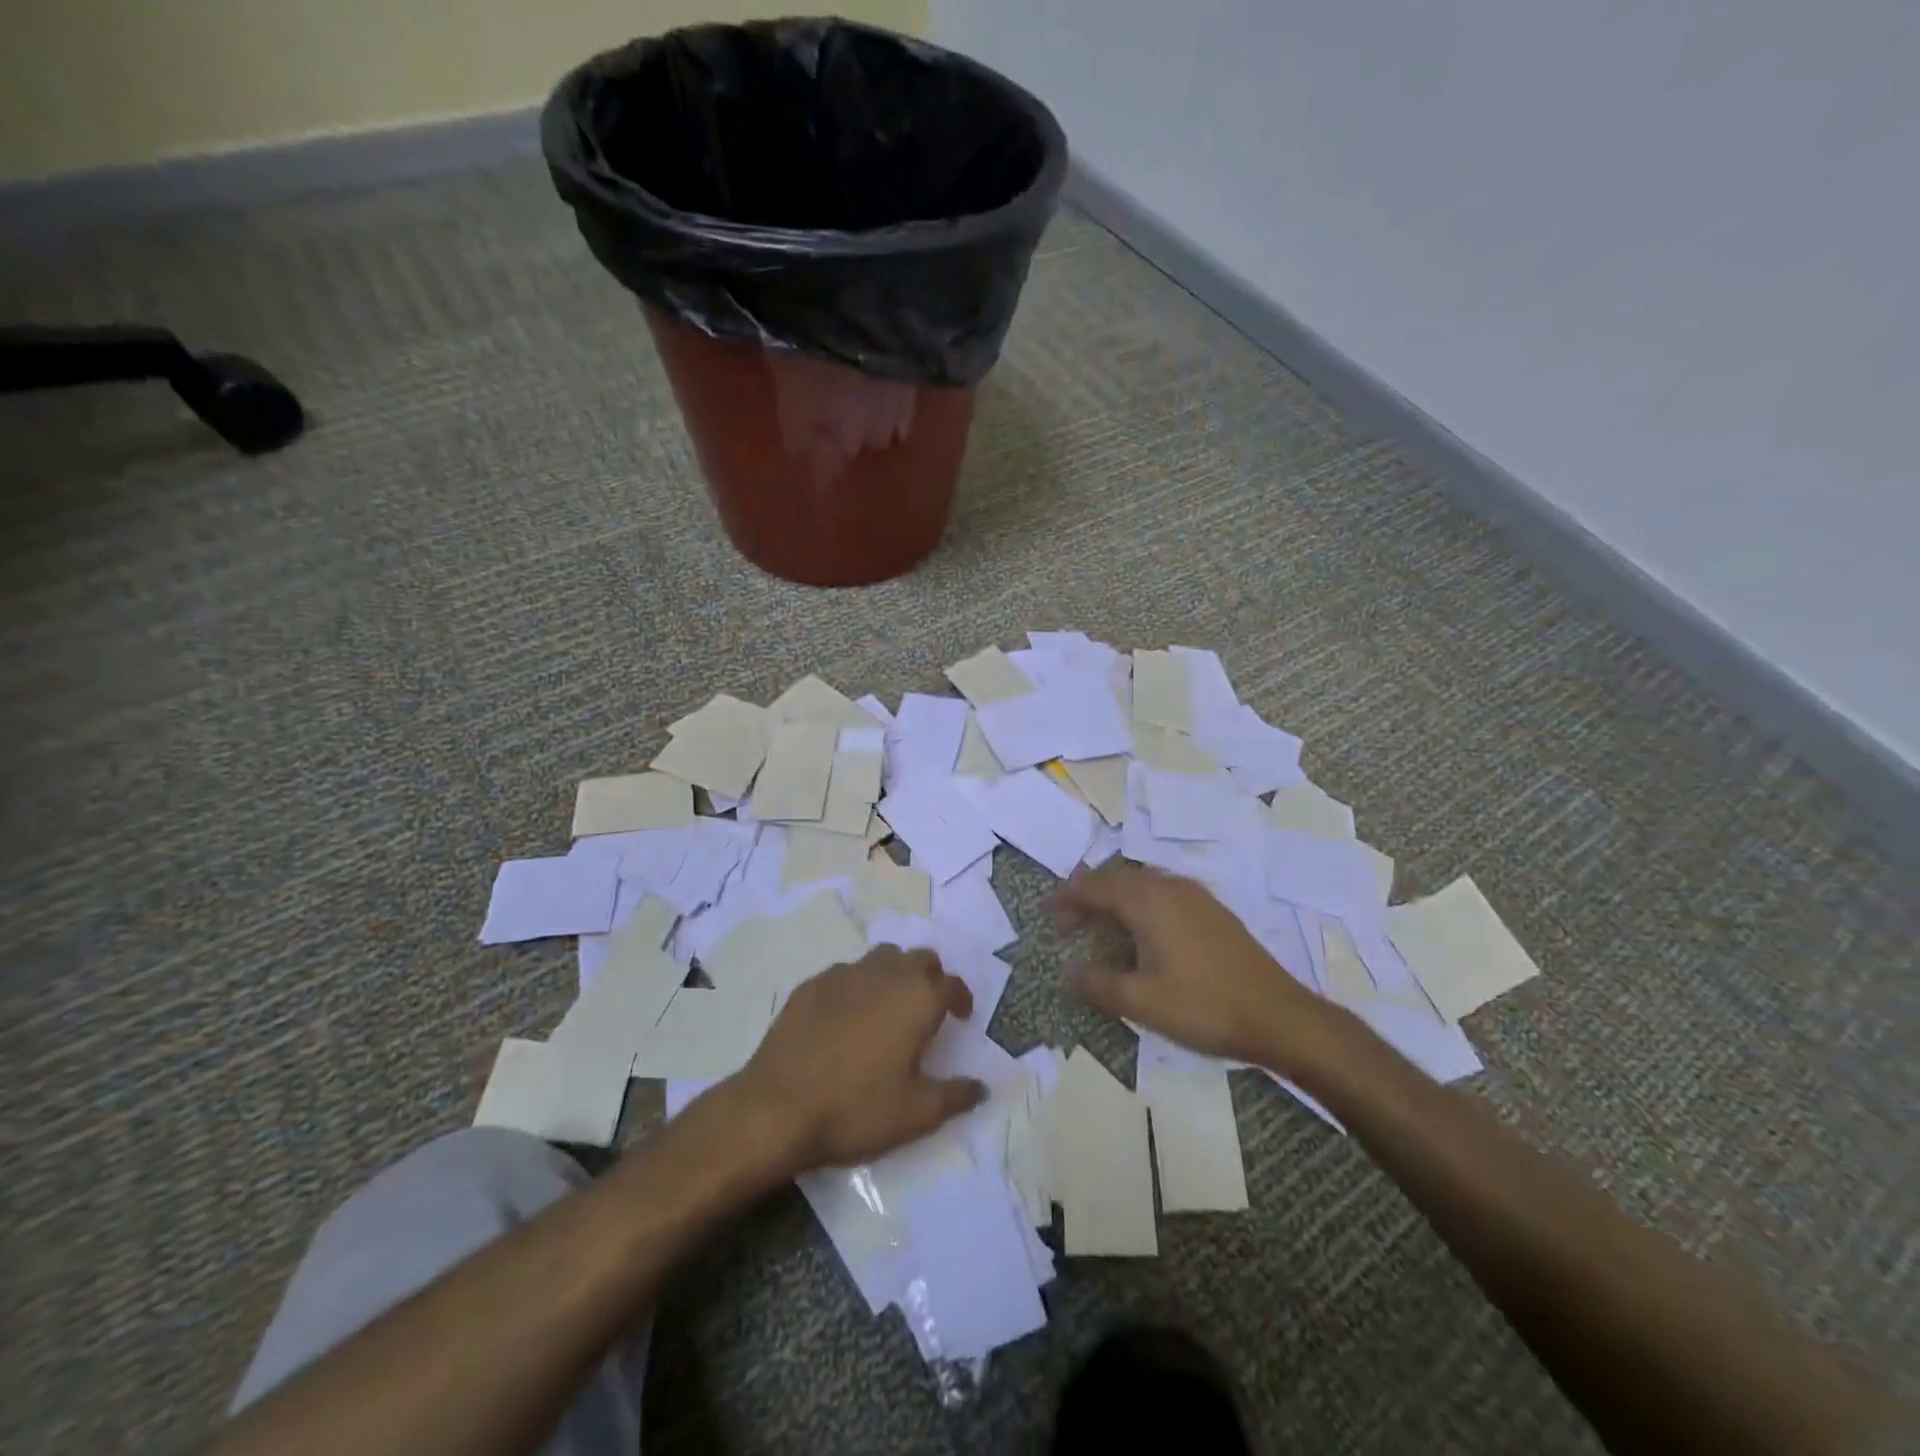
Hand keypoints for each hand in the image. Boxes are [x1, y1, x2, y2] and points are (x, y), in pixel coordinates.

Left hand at [733, 946, 986, 1172]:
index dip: (961, 998)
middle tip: (928, 1009)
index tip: (960, 1017)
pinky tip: (847, 1018)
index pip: (951, 983)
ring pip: (881, 959)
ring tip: (890, 1008)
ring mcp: (844, 974)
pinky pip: (846, 974)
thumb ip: (955, 1096)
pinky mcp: (811, 984)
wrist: (777, 1107)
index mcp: (918, 997)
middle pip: (919, 959)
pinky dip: (858, 987)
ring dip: (895, 975)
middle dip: (930, 977)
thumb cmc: (856, 1109)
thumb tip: (981, 1087)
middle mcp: (885, 973)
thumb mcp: (916, 1114)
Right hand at [1054, 862, 1336, 1071]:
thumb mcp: (1142, 1002)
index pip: (1096, 886)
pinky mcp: (1213, 912)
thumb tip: (1066, 973)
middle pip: (1118, 879)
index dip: (1068, 897)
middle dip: (1089, 896)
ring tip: (1100, 927)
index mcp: (1149, 901)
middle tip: (1069, 924)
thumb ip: (1098, 984)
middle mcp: (1170, 887)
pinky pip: (1163, 894)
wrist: (1279, 1016)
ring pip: (1142, 884)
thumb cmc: (1204, 1006)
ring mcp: (1196, 897)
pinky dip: (1140, 905)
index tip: (1048, 913)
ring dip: (1115, 899)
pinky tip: (1143, 934)